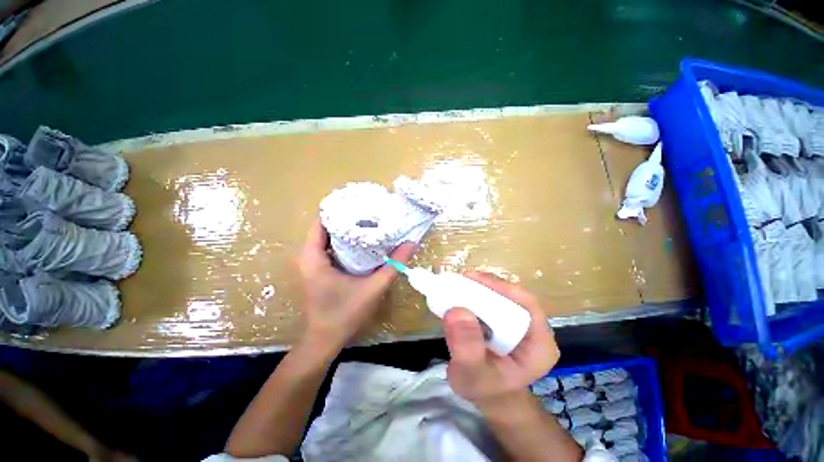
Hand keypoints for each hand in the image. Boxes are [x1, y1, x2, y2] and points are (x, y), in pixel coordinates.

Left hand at [297, 220, 416, 352]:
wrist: (325, 341)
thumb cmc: (345, 314)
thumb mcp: (373, 288)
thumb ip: (394, 265)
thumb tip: (411, 242)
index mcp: (313, 256)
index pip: (323, 220)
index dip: (342, 209)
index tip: (363, 204)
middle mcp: (308, 256)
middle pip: (327, 226)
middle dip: (348, 218)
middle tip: (371, 212)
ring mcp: (312, 263)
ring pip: (329, 237)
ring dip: (347, 230)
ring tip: (370, 222)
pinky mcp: (318, 270)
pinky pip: (330, 248)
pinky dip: (345, 242)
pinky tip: (363, 242)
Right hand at [443, 272, 558, 410]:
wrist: (487, 395)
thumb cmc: (484, 389)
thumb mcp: (473, 376)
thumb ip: (467, 349)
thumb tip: (456, 311)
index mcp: (539, 344)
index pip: (526, 305)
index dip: (500, 288)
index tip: (472, 279)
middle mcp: (533, 328)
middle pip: (512, 296)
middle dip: (485, 287)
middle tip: (459, 281)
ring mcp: (519, 322)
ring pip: (500, 296)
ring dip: (478, 289)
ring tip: (457, 285)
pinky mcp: (504, 319)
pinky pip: (491, 301)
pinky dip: (475, 296)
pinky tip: (460, 294)